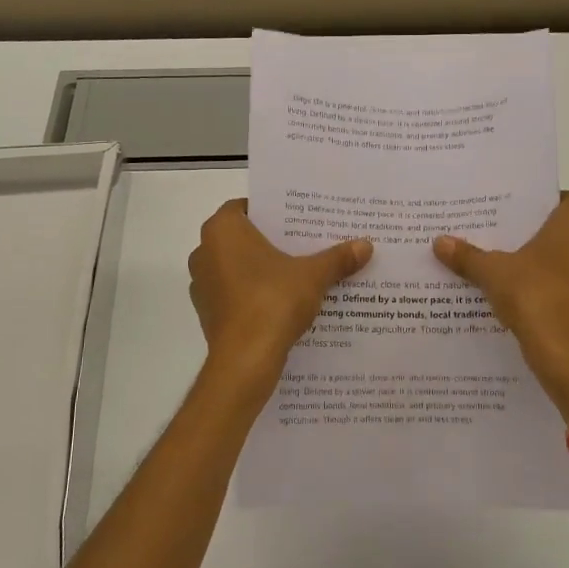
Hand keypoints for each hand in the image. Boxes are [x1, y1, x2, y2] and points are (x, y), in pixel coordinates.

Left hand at [189, 199, 371, 380]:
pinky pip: (234, 293)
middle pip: (243, 238)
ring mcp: (202, 284)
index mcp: (222, 230)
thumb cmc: (272, 301)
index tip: (298, 219)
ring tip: (298, 274)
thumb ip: (337, 258)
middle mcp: (204, 251)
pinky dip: (253, 294)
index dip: (273, 212)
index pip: (246, 207)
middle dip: (271, 241)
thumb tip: (366, 245)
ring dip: (262, 270)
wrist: (245, 360)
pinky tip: (282, 302)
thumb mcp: (313, 276)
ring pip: (237, 267)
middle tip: (305, 243)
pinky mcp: (207, 313)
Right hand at [434, 191, 568, 414]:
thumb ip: (467, 256)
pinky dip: (556, 290)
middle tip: (511, 239)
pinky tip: (528, 300)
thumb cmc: (534, 295)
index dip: (552, 202)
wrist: (565, 352)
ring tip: (516, 270)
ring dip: (552, 264)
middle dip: (545, 235)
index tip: (525, 213)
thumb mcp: (492, 273)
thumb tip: (439, 242)